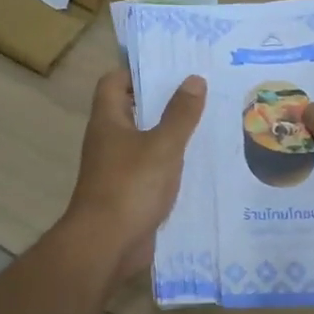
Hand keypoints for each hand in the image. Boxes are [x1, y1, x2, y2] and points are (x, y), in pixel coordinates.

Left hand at [62, 68, 206, 283]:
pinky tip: (198, 162)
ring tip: (206, 122)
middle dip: (162, 100)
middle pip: (132, 110)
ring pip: (145, 140)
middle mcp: (108, 140)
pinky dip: (170, 163)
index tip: (170, 68)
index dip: (137, 71)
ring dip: (170, 132)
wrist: (106, 245)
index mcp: (108, 121)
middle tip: (199, 91)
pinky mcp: (129, 192)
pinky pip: (151, 168)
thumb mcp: (163, 145)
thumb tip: (194, 79)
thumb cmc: (130, 186)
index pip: (114, 82)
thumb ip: (180, 113)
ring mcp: (117, 168)